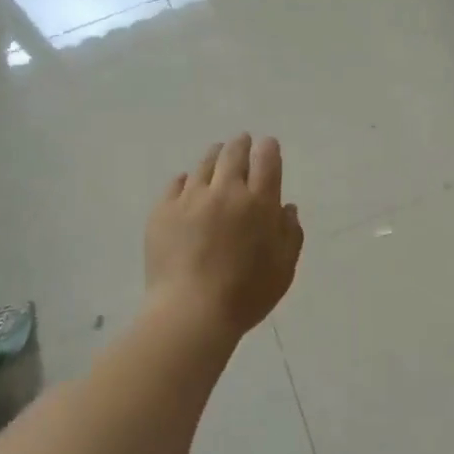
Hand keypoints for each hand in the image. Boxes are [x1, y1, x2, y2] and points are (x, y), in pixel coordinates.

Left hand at [145, 134, 303, 336]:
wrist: (191, 312)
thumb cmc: (246, 294)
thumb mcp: (284, 268)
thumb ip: (291, 234)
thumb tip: (286, 208)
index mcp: (259, 203)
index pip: (267, 160)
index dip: (268, 148)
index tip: (268, 145)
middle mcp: (226, 191)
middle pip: (234, 154)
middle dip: (241, 144)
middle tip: (243, 141)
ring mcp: (190, 199)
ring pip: (204, 164)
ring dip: (215, 155)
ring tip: (217, 154)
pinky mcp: (162, 211)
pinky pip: (177, 183)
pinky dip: (187, 180)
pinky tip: (189, 184)